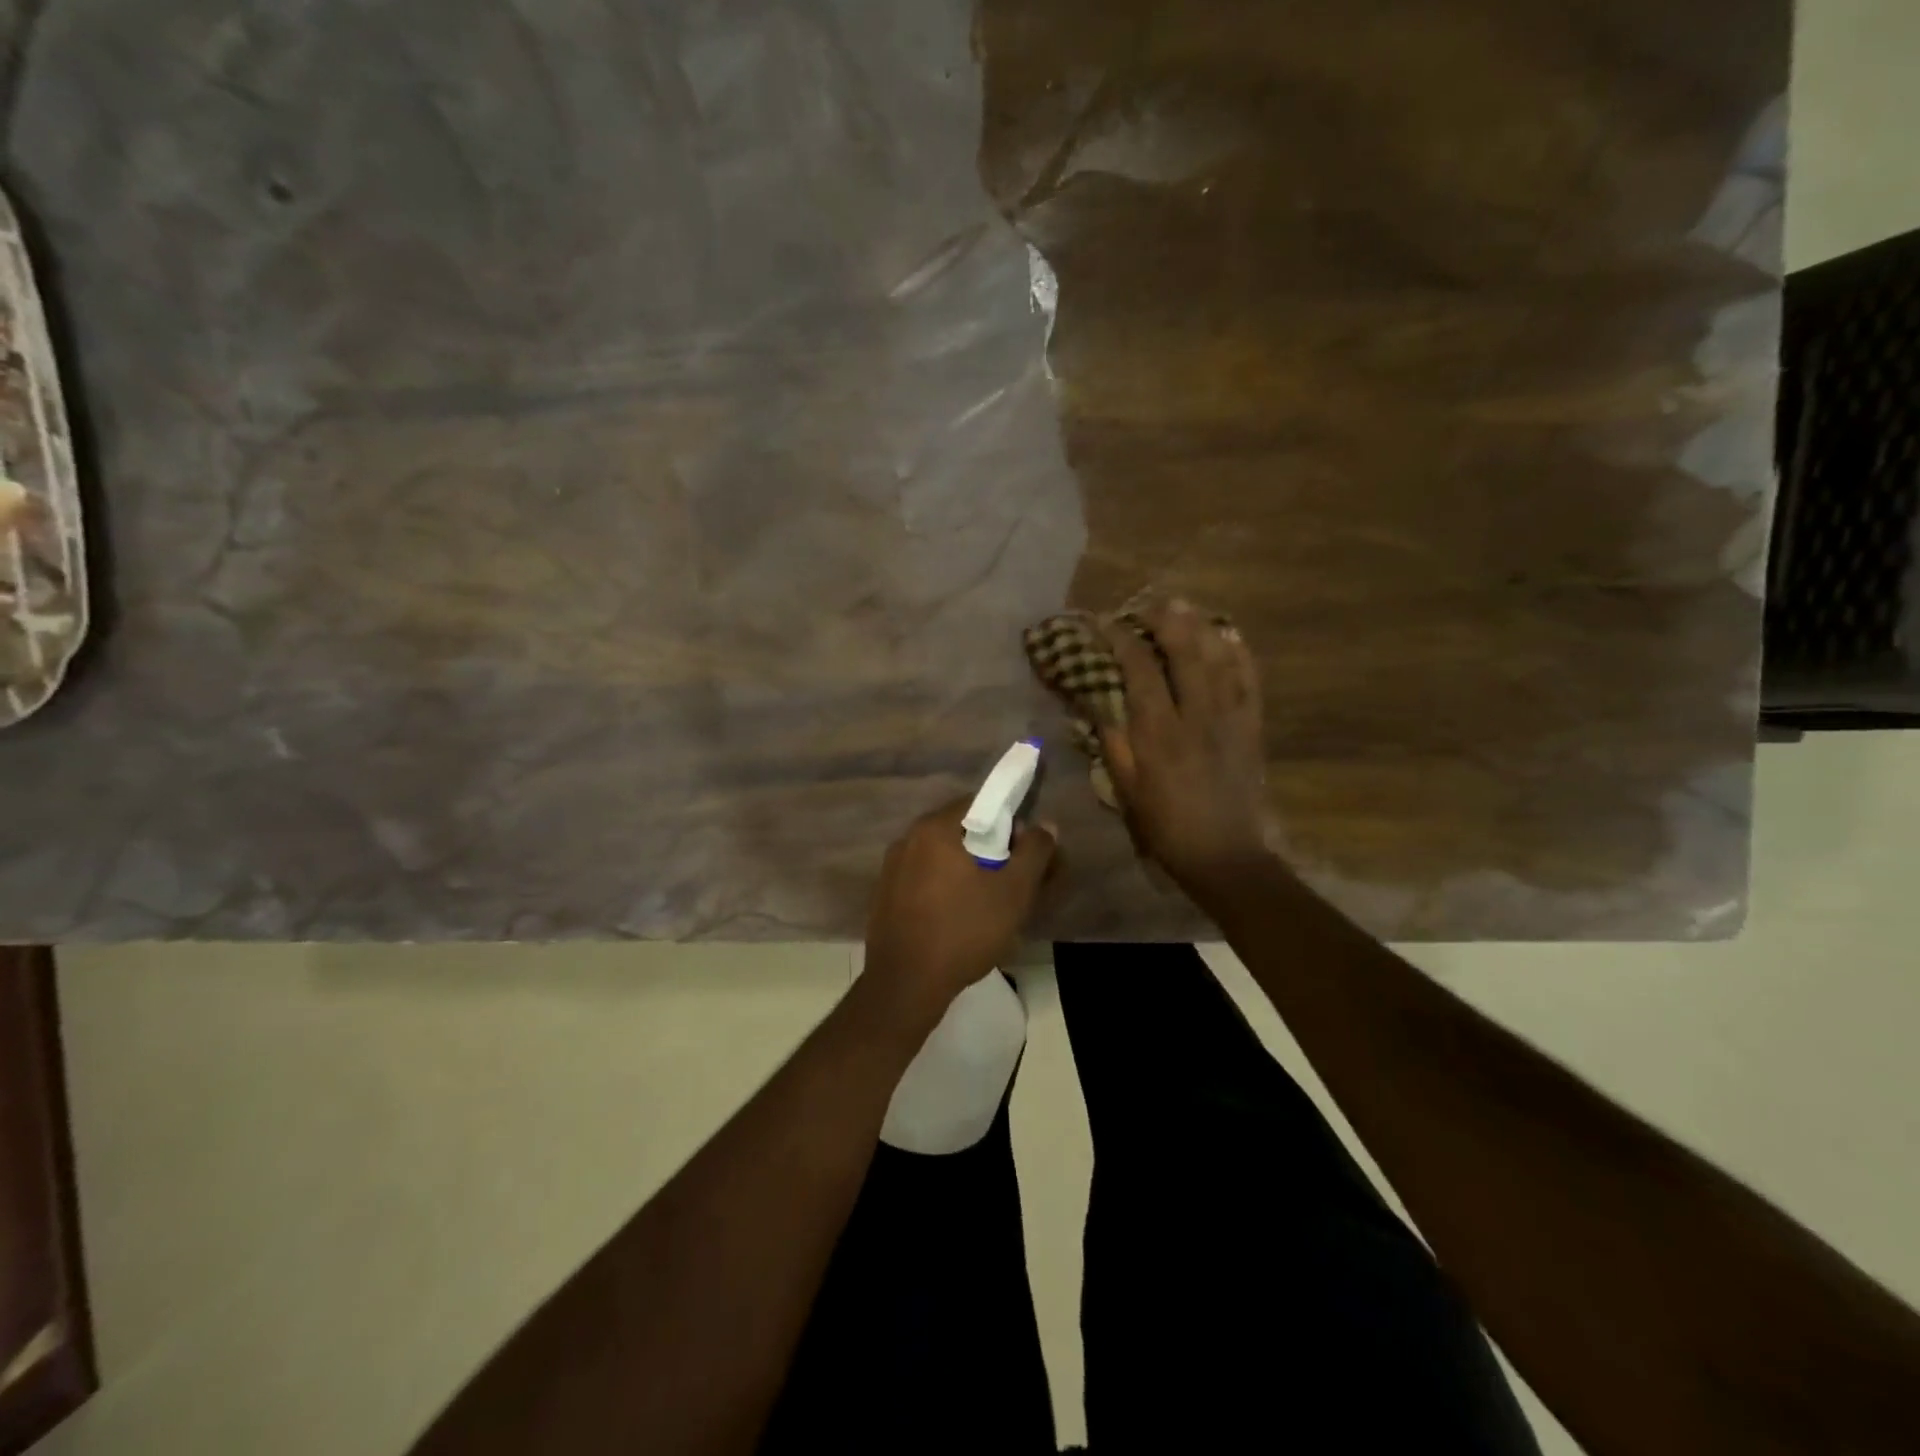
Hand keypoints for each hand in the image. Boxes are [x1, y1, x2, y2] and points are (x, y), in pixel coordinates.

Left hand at [864, 799, 1056, 1018]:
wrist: (906, 985)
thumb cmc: (964, 930)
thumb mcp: (1013, 892)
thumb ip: (1034, 852)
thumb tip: (1045, 826)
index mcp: (934, 828)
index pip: (979, 804)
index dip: (1009, 823)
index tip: (1025, 853)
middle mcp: (907, 839)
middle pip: (960, 831)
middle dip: (990, 849)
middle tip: (1013, 881)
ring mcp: (891, 869)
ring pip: (941, 858)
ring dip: (967, 871)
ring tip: (989, 904)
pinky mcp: (884, 897)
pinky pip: (923, 880)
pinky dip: (944, 889)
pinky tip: (957, 919)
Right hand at [1100, 597, 1275, 902]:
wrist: (1225, 854)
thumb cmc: (1165, 824)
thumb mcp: (1126, 787)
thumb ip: (1112, 740)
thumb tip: (1096, 700)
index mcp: (1159, 731)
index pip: (1139, 668)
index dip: (1120, 639)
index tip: (1105, 623)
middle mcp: (1197, 713)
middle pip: (1184, 649)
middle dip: (1163, 619)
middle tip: (1146, 605)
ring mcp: (1230, 716)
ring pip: (1218, 655)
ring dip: (1199, 624)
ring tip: (1182, 607)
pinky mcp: (1252, 724)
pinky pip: (1249, 677)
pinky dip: (1238, 650)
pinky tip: (1227, 634)